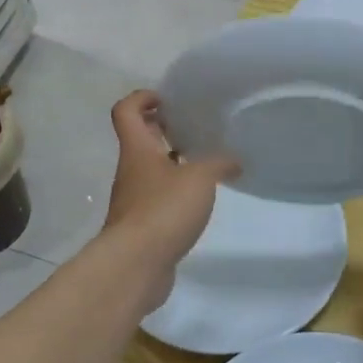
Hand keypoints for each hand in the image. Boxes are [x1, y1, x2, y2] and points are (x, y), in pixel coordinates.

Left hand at [102, 90, 238, 304]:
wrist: (136, 264)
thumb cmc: (163, 210)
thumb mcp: (200, 179)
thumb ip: (219, 164)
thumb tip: (235, 161)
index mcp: (138, 150)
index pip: (127, 111)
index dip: (142, 98)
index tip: (166, 99)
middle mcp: (131, 170)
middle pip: (139, 139)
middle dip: (162, 129)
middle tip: (192, 127)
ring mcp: (134, 199)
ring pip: (150, 169)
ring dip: (171, 162)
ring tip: (204, 163)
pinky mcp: (142, 225)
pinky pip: (157, 197)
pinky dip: (175, 192)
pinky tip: (198, 200)